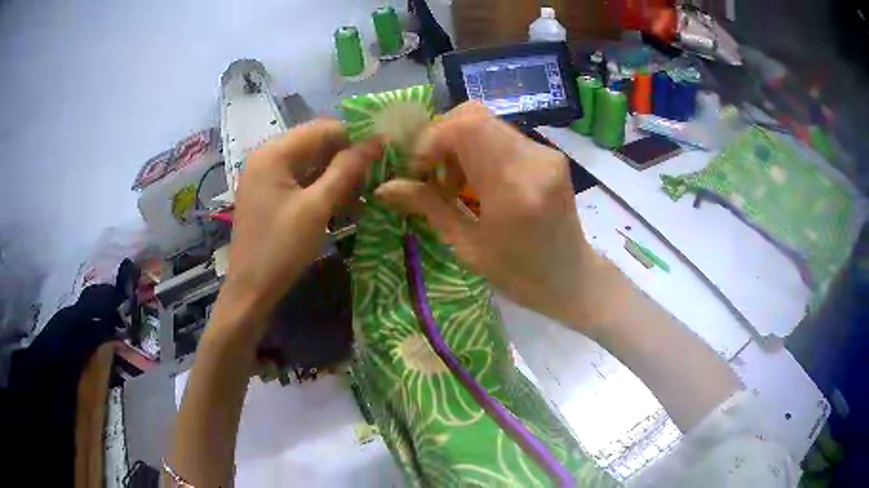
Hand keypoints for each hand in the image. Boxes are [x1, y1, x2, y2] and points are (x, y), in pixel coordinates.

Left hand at [216, 119, 382, 344]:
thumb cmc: (281, 248)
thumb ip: (347, 169)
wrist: (250, 292)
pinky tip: (349, 204)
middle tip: (382, 172)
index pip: (323, 128)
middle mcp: (268, 157)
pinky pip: (302, 182)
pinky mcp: (270, 195)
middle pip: (317, 145)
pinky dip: (324, 189)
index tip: (386, 151)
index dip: (356, 136)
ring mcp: (267, 177)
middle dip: (349, 157)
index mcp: (274, 152)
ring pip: (312, 164)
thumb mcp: (317, 207)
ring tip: (371, 190)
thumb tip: (379, 140)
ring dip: (339, 175)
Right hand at [376, 103, 618, 335]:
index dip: (431, 139)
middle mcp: (533, 161)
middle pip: (474, 115)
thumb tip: (384, 187)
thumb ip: (428, 207)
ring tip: (455, 182)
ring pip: (488, 123)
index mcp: (513, 189)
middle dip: (442, 138)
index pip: (466, 127)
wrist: (571, 277)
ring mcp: (546, 153)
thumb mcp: (467, 247)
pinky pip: (503, 135)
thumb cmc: (520, 275)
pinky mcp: (550, 154)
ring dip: (460, 143)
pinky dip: (480, 148)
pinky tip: (478, 180)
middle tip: (433, 174)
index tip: (419, 171)